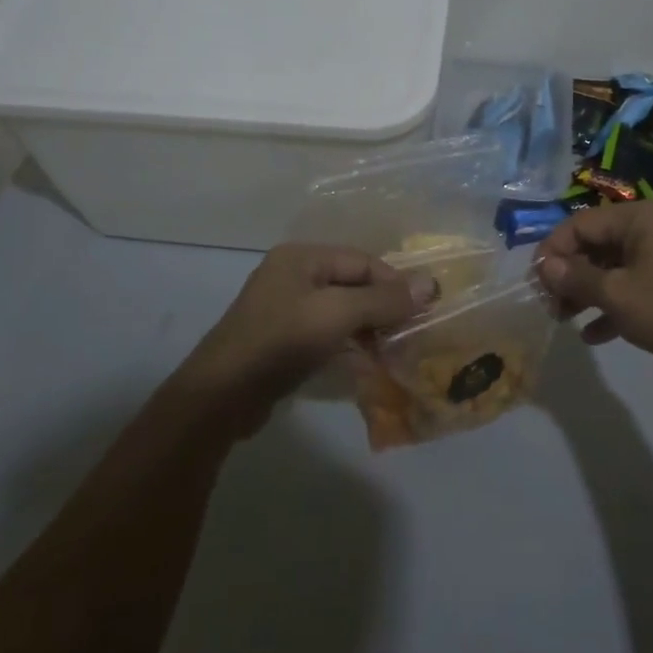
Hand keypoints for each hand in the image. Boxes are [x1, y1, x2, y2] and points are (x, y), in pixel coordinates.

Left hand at [175, 244, 437, 436]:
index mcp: (302, 257)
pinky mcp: (282, 341)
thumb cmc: (281, 341)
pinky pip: (326, 335)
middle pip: (352, 285)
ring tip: (395, 354)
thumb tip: (430, 284)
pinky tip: (367, 367)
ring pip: (341, 312)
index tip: (424, 310)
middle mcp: (293, 276)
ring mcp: (285, 309)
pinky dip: (348, 347)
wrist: (221, 396)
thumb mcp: (338, 314)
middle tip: (412, 335)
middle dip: (383, 309)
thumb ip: (384, 299)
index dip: (395, 283)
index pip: (363, 261)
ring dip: (369, 331)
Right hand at [535, 200, 652, 372]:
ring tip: (564, 319)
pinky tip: (593, 334)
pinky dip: (613, 305)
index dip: (552, 251)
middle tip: (548, 304)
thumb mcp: (617, 295)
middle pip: (595, 245)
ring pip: (613, 268)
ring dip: (587, 292)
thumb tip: (544, 266)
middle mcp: (650, 229)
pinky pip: (633, 286)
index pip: (579, 224)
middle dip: (569, 275)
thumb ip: (576, 279)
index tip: (535, 282)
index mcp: (637, 218)